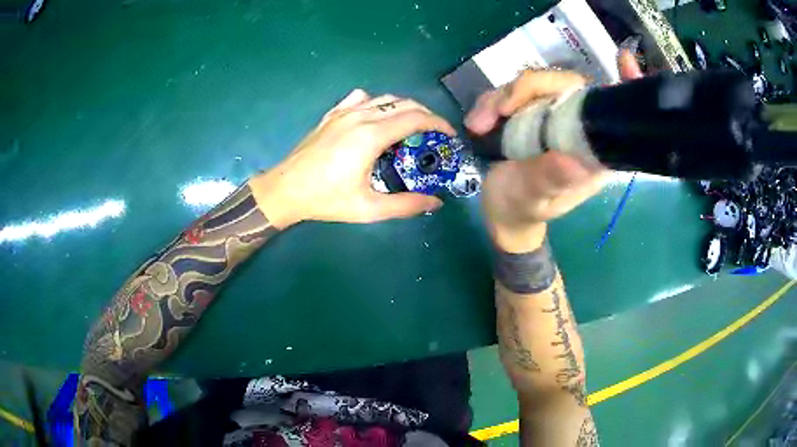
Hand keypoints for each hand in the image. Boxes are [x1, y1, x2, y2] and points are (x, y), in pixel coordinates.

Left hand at [249, 89, 455, 228]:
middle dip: (426, 115)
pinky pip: (361, 98)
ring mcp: (344, 112)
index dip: (438, 124)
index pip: (416, 118)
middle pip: (404, 103)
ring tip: (411, 127)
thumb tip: (435, 203)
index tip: (449, 136)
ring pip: (384, 98)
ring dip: (404, 108)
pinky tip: (376, 118)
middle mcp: (361, 116)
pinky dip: (377, 103)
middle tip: (434, 135)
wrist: (286, 190)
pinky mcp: (332, 115)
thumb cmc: (326, 200)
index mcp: (372, 136)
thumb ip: (406, 205)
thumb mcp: (369, 209)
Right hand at [468, 51, 641, 251]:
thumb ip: (550, 179)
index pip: (613, 111)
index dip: (624, 84)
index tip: (625, 60)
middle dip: (526, 89)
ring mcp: (552, 116)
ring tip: (478, 126)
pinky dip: (490, 103)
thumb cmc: (522, 209)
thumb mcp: (533, 198)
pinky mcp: (529, 113)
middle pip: (563, 84)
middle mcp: (577, 127)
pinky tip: (476, 123)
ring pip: (532, 84)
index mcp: (592, 149)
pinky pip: (511, 93)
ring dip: (500, 98)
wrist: (499, 212)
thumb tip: (574, 160)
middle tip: (496, 113)